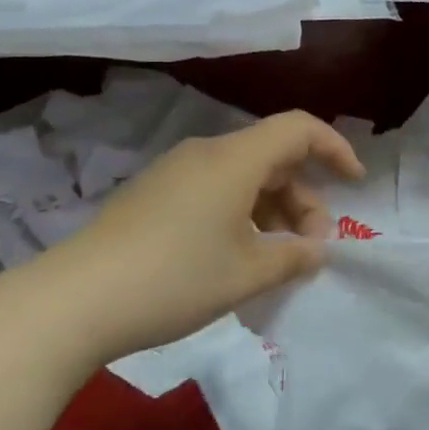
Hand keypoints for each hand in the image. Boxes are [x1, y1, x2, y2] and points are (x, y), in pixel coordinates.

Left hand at [26, 111, 361, 364]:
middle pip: (273, 157)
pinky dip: (242, 215)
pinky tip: (238, 258)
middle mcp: (206, 154)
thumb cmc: (174, 279)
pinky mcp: (154, 195)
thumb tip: (316, 251)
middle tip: (311, 248)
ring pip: (243, 177)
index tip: (354, 183)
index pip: (298, 129)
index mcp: (234, 160)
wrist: (74, 300)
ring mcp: (175, 173)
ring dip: (273, 211)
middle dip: (304, 198)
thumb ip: (293, 259)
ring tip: (278, 262)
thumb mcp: (246, 275)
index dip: (334, 148)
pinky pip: (215, 191)